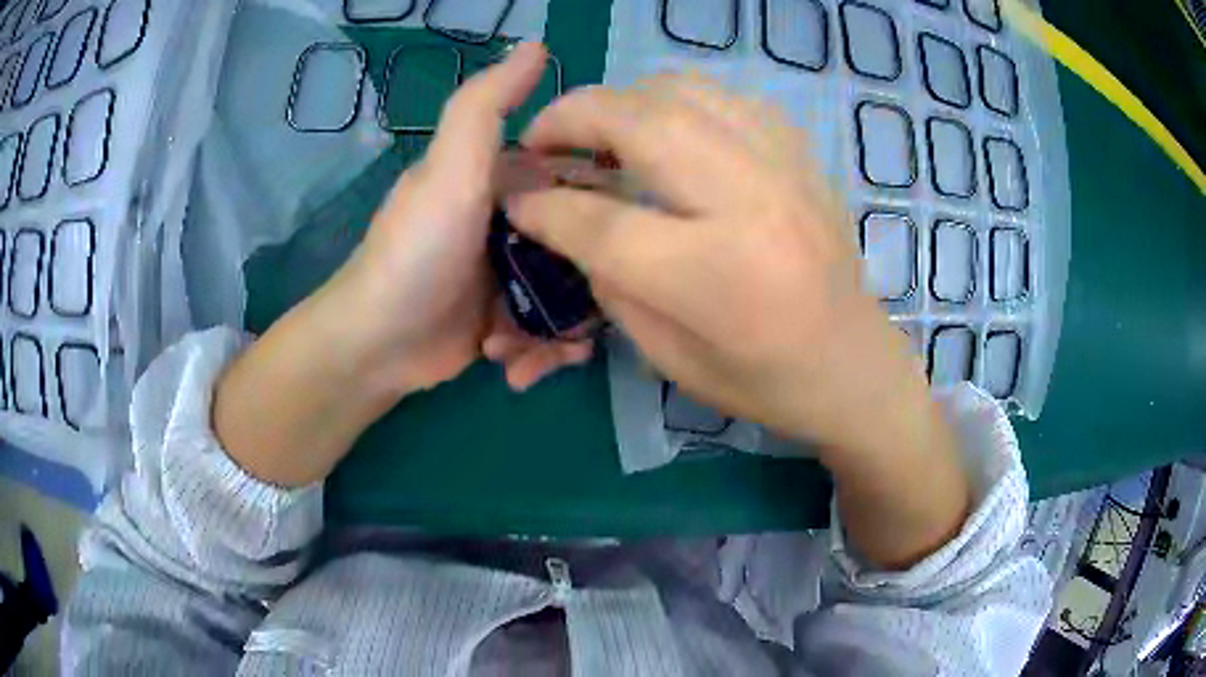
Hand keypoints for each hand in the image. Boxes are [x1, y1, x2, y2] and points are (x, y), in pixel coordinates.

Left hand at [212, 44, 589, 487]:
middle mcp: (516, 223)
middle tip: (577, 314)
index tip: (625, 235)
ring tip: (526, 353)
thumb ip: (486, 105)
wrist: (374, 344)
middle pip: (585, 246)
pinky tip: (514, 369)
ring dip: (561, 333)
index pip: (581, 180)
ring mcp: (512, 276)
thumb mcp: (449, 169)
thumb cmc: (415, 252)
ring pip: (572, 297)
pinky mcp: (507, 324)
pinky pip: (549, 334)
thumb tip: (537, 43)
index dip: (607, 204)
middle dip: (585, 288)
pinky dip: (541, 355)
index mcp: (508, 180)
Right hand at [506, 75, 967, 567]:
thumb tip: (568, 218)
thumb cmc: (763, 380)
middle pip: (639, 122)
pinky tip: (666, 132)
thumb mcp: (668, 357)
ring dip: (622, 101)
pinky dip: (677, 102)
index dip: (542, 204)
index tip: (514, 197)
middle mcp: (751, 203)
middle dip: (571, 118)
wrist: (853, 365)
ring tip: (600, 131)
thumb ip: (610, 281)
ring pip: (681, 90)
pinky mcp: (800, 153)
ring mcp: (783, 166)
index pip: (601, 220)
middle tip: (542, 138)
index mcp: (713, 275)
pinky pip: (725, 96)